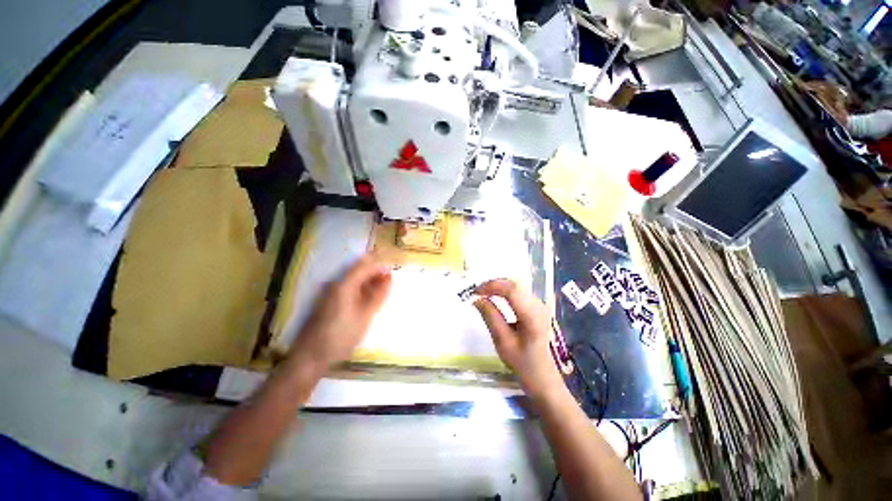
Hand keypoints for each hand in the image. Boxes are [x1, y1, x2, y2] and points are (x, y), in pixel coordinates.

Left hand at [289, 254, 391, 372]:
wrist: (310, 357)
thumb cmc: (341, 335)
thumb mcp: (365, 315)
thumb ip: (379, 295)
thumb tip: (389, 278)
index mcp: (344, 284)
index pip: (366, 265)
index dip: (381, 267)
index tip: (393, 275)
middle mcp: (336, 283)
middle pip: (359, 270)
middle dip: (376, 275)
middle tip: (389, 286)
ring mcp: (331, 292)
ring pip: (354, 279)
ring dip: (369, 283)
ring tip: (381, 295)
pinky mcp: (329, 301)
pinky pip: (349, 288)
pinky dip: (361, 291)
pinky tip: (367, 302)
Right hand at [473, 279, 562, 397]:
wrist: (543, 377)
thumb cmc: (522, 363)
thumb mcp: (502, 341)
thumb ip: (490, 316)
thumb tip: (477, 299)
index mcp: (532, 315)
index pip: (511, 289)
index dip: (492, 286)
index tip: (475, 291)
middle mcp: (539, 305)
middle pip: (514, 285)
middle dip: (493, 284)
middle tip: (477, 292)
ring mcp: (540, 305)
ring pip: (516, 286)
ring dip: (498, 286)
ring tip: (483, 293)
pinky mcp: (538, 307)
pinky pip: (519, 292)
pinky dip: (505, 291)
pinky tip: (495, 296)